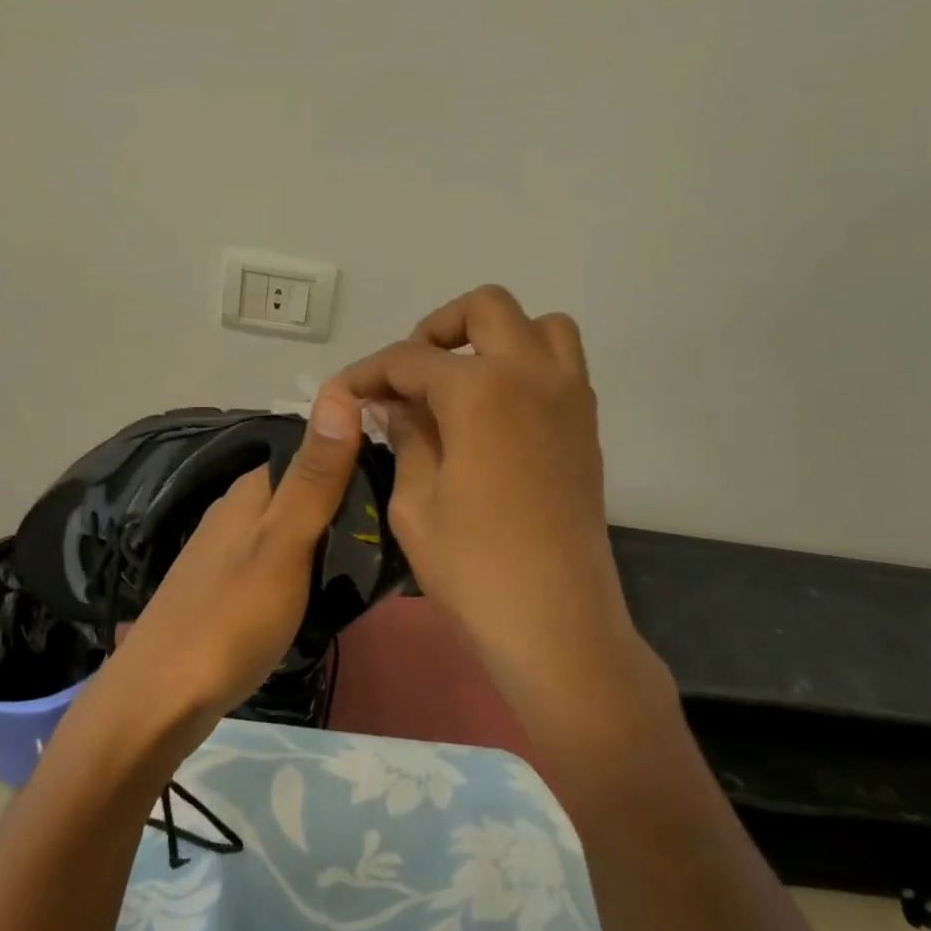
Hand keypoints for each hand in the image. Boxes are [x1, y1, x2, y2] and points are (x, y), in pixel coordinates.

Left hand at [102, 390, 364, 744]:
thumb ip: (315, 477)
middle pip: (303, 492)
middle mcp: (236, 511)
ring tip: (373, 561)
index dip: (356, 457)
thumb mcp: (285, 544)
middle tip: (396, 530)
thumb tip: (337, 392)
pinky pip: (279, 561)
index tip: (403, 480)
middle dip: (347, 502)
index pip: (312, 452)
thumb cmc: (231, 618)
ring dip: (329, 537)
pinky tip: (327, 591)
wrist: (161, 699)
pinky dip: (307, 568)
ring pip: (291, 528)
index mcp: (251, 491)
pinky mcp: (226, 588)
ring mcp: (227, 552)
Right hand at [337, 285, 637, 679]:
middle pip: (485, 308)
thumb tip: (394, 402)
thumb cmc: (473, 569)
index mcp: (480, 390)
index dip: (369, 371)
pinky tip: (494, 412)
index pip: (410, 359)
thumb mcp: (414, 503)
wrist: (557, 622)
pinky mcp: (586, 425)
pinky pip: (561, 364)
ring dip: (495, 336)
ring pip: (539, 325)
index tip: (344, 391)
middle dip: (436, 330)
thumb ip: (406, 436)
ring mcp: (569, 396)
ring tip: (461, 381)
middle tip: (409, 376)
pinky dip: (526, 364)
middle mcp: (531, 374)